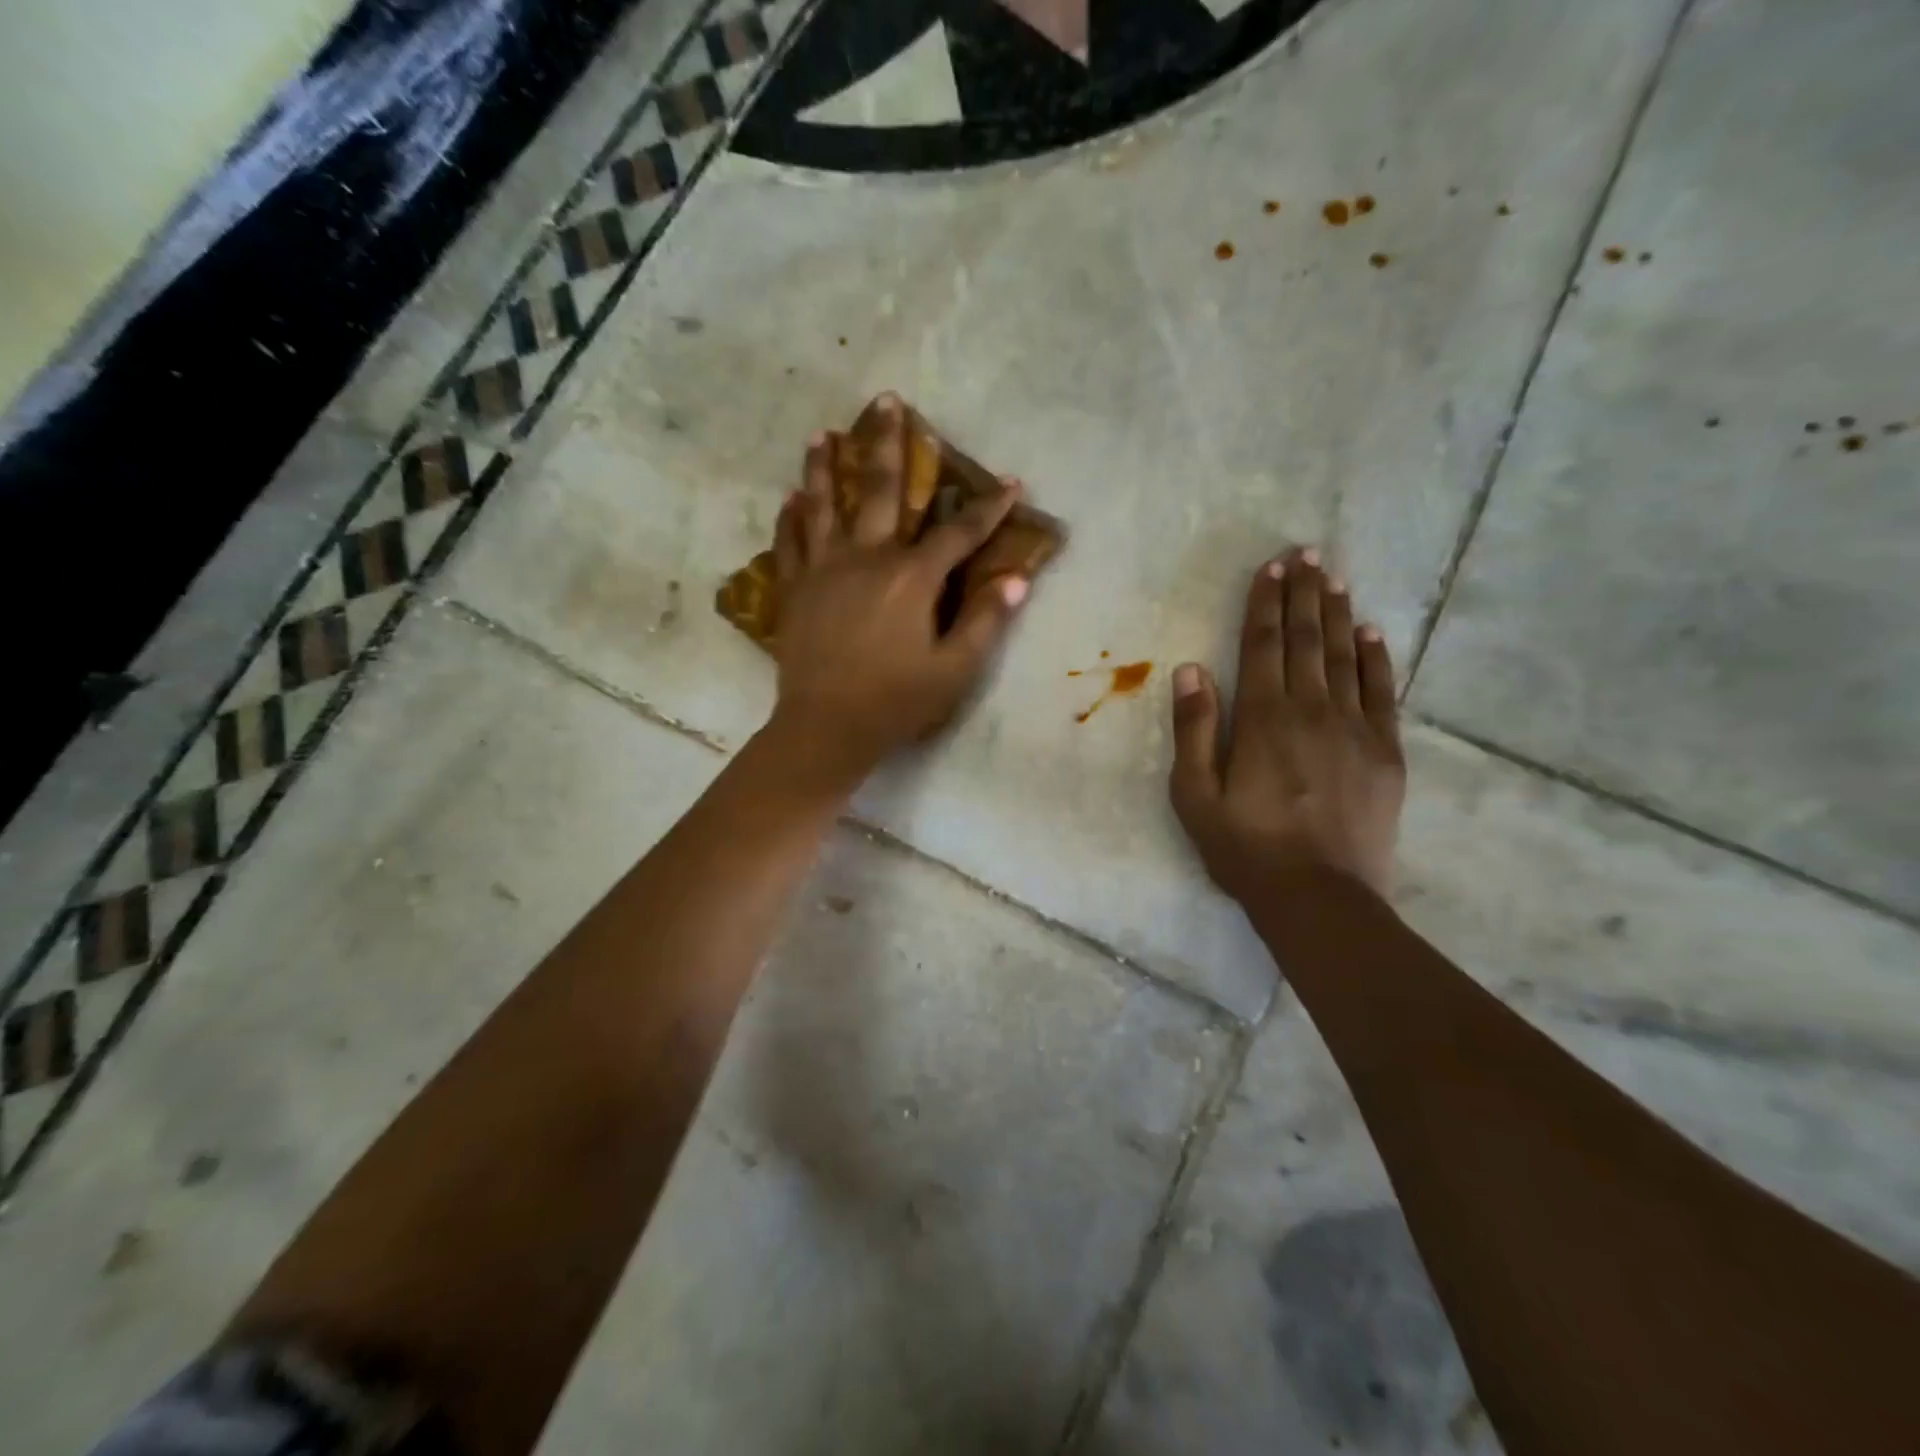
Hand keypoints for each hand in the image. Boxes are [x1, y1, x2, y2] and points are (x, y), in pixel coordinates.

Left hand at [764, 395, 1029, 794]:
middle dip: (890, 444)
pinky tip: (791, 497)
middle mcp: (867, 557)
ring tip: (824, 433)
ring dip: (827, 466)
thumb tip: (1015, 579)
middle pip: (882, 490)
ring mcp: (824, 569)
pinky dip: (791, 516)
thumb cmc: (895, 701)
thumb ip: (985, 621)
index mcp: (911, 578)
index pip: (959, 533)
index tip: (1011, 482)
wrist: (825, 727)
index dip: (989, 508)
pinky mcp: (795, 589)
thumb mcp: (954, 670)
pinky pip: (790, 541)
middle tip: (887, 400)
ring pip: (825, 504)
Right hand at [1168, 547, 1405, 902]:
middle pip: (1306, 641)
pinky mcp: (1385, 752)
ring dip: (1337, 614)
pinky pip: (1383, 692)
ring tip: (1335, 577)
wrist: (1319, 896)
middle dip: (1305, 595)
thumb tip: (1191, 668)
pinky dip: (1377, 658)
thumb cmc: (1244, 847)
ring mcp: (1354, 729)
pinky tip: (1371, 632)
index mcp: (1262, 719)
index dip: (1265, 604)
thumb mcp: (1194, 795)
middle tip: (1308, 553)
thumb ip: (1194, 729)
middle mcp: (1311, 710)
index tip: (1271, 568)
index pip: (1263, 647)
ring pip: (1344, 657)